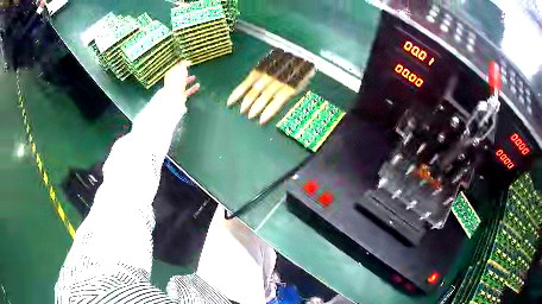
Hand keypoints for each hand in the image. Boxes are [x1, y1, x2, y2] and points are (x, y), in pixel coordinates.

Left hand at [163, 60, 199, 102]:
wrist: (174, 97)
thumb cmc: (176, 81)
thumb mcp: (181, 69)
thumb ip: (184, 64)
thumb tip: (187, 61)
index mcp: (170, 74)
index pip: (176, 67)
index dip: (181, 64)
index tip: (188, 62)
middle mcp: (172, 81)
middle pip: (178, 76)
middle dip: (184, 72)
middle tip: (189, 69)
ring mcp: (176, 89)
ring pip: (183, 83)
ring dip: (189, 80)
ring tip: (194, 76)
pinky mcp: (181, 96)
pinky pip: (188, 90)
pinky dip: (193, 88)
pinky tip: (198, 85)